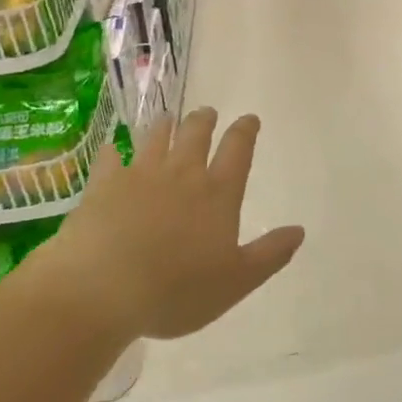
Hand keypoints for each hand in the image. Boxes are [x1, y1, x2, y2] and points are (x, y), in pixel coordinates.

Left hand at [29, 108, 304, 340]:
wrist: (102, 289)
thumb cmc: (177, 290)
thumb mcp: (236, 281)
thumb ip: (269, 254)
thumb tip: (299, 230)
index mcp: (217, 194)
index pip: (237, 151)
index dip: (245, 131)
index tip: (249, 119)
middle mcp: (182, 174)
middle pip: (196, 135)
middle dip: (204, 120)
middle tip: (207, 112)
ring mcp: (139, 175)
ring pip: (156, 138)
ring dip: (164, 125)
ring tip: (167, 118)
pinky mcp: (103, 185)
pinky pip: (109, 159)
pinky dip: (113, 151)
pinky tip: (111, 149)